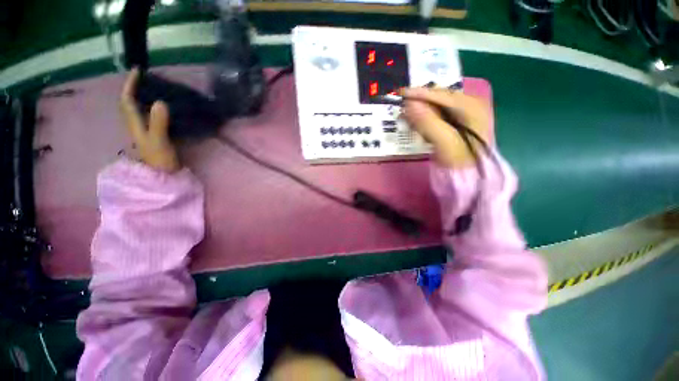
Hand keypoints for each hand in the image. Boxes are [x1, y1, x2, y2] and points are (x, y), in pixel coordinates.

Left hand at [120, 68, 179, 172]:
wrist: (164, 177)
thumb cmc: (160, 161)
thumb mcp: (159, 141)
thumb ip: (159, 123)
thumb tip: (160, 102)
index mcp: (135, 125)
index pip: (127, 100)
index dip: (130, 85)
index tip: (138, 71)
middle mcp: (137, 125)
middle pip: (130, 103)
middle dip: (134, 88)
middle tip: (145, 78)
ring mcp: (145, 132)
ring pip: (139, 109)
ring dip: (143, 97)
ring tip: (153, 88)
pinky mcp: (155, 136)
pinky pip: (150, 117)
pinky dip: (153, 108)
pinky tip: (162, 107)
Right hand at [401, 87, 490, 168]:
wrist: (471, 177)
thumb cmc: (460, 161)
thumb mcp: (445, 142)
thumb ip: (428, 122)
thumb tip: (409, 104)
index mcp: (472, 106)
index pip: (441, 94)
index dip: (420, 93)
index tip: (400, 94)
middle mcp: (469, 105)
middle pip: (438, 98)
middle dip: (419, 103)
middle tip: (402, 108)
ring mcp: (463, 114)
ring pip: (436, 107)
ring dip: (420, 111)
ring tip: (406, 117)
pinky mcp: (455, 124)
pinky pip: (436, 116)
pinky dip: (425, 119)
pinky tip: (417, 125)